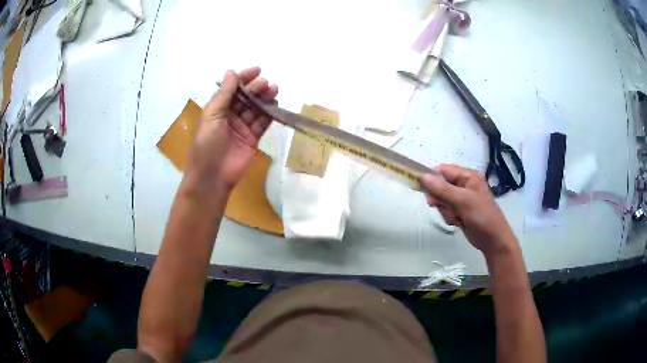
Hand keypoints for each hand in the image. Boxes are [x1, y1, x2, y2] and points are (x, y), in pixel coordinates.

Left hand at [185, 67, 277, 194]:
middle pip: (246, 97)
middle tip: (267, 84)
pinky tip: (275, 106)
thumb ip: (224, 94)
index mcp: (217, 109)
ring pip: (256, 109)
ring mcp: (242, 128)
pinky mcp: (252, 139)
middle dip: (256, 88)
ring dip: (264, 99)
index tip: (257, 70)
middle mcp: (230, 116)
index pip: (232, 89)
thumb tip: (231, 71)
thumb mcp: (212, 116)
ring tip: (274, 90)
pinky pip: (262, 123)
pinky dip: (269, 114)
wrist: (212, 177)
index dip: (243, 78)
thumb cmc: (207, 145)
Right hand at [420, 165, 517, 255]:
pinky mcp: (460, 210)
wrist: (493, 240)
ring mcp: (462, 198)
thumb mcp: (462, 202)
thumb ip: (442, 190)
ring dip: (445, 209)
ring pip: (442, 199)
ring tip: (455, 217)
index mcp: (468, 176)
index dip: (430, 177)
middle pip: (440, 185)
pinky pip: (446, 209)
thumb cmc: (482, 217)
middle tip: (436, 205)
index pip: (443, 170)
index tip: (419, 187)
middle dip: (439, 198)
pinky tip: (457, 222)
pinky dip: (448, 216)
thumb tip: (422, 177)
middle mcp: (464, 184)